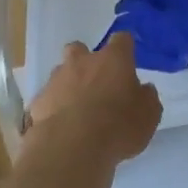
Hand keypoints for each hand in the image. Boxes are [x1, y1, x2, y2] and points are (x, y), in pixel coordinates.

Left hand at [25, 32, 161, 161]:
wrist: (72, 147)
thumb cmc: (118, 126)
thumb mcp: (149, 115)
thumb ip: (147, 97)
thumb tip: (144, 89)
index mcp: (113, 59)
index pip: (122, 40)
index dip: (125, 48)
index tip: (128, 61)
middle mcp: (82, 61)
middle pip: (80, 48)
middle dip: (86, 60)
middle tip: (96, 83)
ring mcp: (56, 79)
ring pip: (61, 72)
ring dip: (69, 84)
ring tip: (77, 110)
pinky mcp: (38, 101)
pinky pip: (48, 98)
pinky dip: (54, 107)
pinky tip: (61, 126)